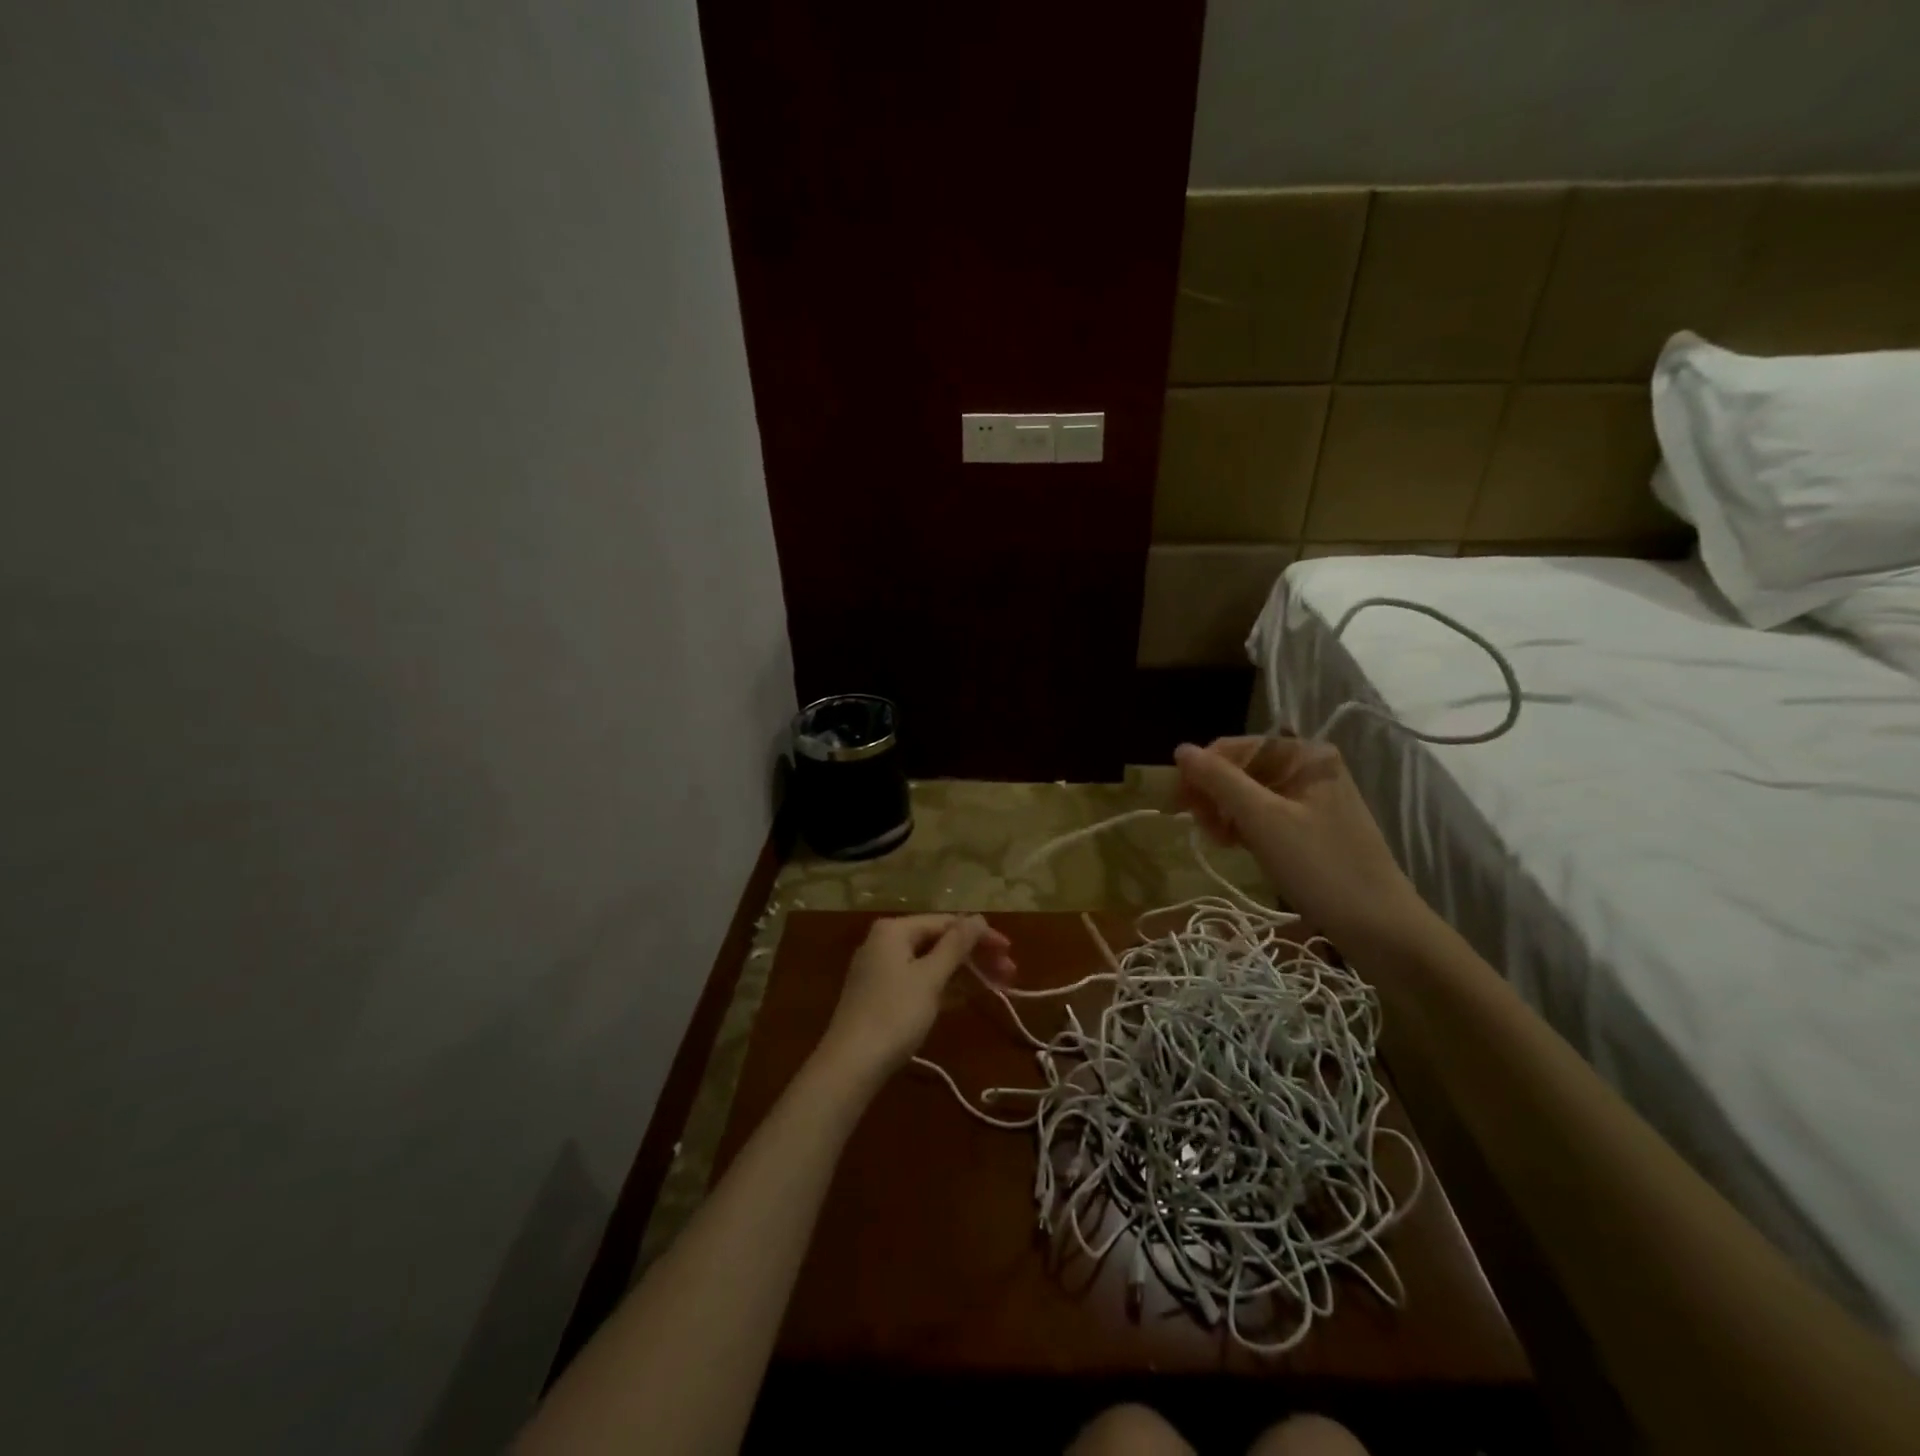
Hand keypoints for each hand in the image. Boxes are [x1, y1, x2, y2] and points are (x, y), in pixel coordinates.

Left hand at [815, 914, 1015, 1081]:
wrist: (850, 1066)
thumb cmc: (894, 1015)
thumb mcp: (930, 977)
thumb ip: (956, 945)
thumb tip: (978, 917)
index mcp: (894, 930)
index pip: (947, 923)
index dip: (981, 935)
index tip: (1010, 951)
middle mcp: (885, 942)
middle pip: (939, 941)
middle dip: (975, 956)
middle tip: (1009, 973)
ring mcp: (881, 970)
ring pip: (931, 963)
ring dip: (965, 972)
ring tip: (998, 986)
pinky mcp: (882, 995)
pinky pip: (920, 981)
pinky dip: (945, 986)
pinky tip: (968, 996)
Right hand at [1175, 736, 1437, 961]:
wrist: (1379, 927)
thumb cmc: (1320, 867)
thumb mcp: (1262, 819)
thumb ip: (1219, 780)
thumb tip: (1181, 749)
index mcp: (1304, 755)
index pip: (1235, 748)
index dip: (1202, 772)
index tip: (1179, 806)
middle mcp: (1308, 768)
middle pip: (1240, 769)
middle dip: (1213, 795)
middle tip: (1204, 829)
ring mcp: (1310, 799)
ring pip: (1247, 794)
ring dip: (1224, 814)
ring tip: (1219, 841)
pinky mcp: (1309, 827)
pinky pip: (1262, 815)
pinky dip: (1243, 827)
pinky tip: (1235, 846)